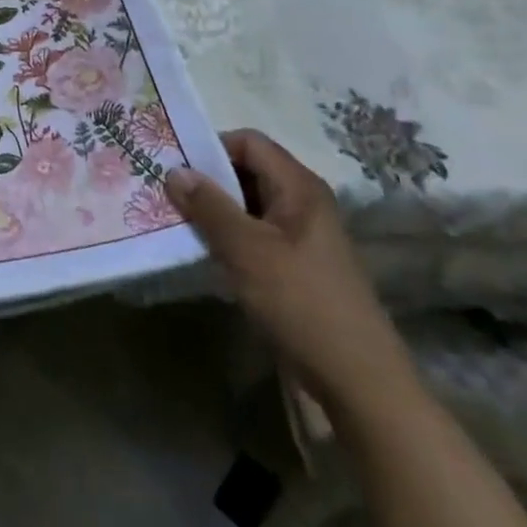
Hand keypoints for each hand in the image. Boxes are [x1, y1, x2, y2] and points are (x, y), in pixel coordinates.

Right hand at [166, 131, 416, 420]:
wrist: (360, 383)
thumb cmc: (302, 303)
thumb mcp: (247, 250)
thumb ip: (209, 206)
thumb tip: (174, 170)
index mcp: (299, 187)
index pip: (248, 142)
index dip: (211, 147)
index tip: (174, 165)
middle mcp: (303, 202)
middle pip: (247, 171)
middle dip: (207, 180)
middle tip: (166, 192)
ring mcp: (301, 236)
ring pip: (248, 205)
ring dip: (215, 211)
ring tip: (176, 220)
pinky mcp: (296, 266)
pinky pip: (255, 235)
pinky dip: (229, 237)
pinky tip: (204, 252)